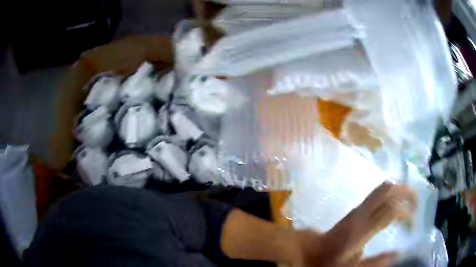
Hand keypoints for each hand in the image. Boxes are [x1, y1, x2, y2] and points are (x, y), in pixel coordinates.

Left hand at [291, 183, 415, 265]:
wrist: (310, 251)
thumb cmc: (329, 261)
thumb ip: (375, 262)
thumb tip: (398, 253)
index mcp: (362, 228)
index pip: (392, 210)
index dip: (407, 213)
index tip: (413, 225)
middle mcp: (361, 213)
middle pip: (388, 190)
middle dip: (406, 192)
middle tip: (416, 204)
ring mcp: (358, 208)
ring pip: (382, 188)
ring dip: (399, 191)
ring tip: (409, 203)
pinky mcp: (356, 209)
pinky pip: (377, 194)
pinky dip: (390, 195)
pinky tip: (395, 205)